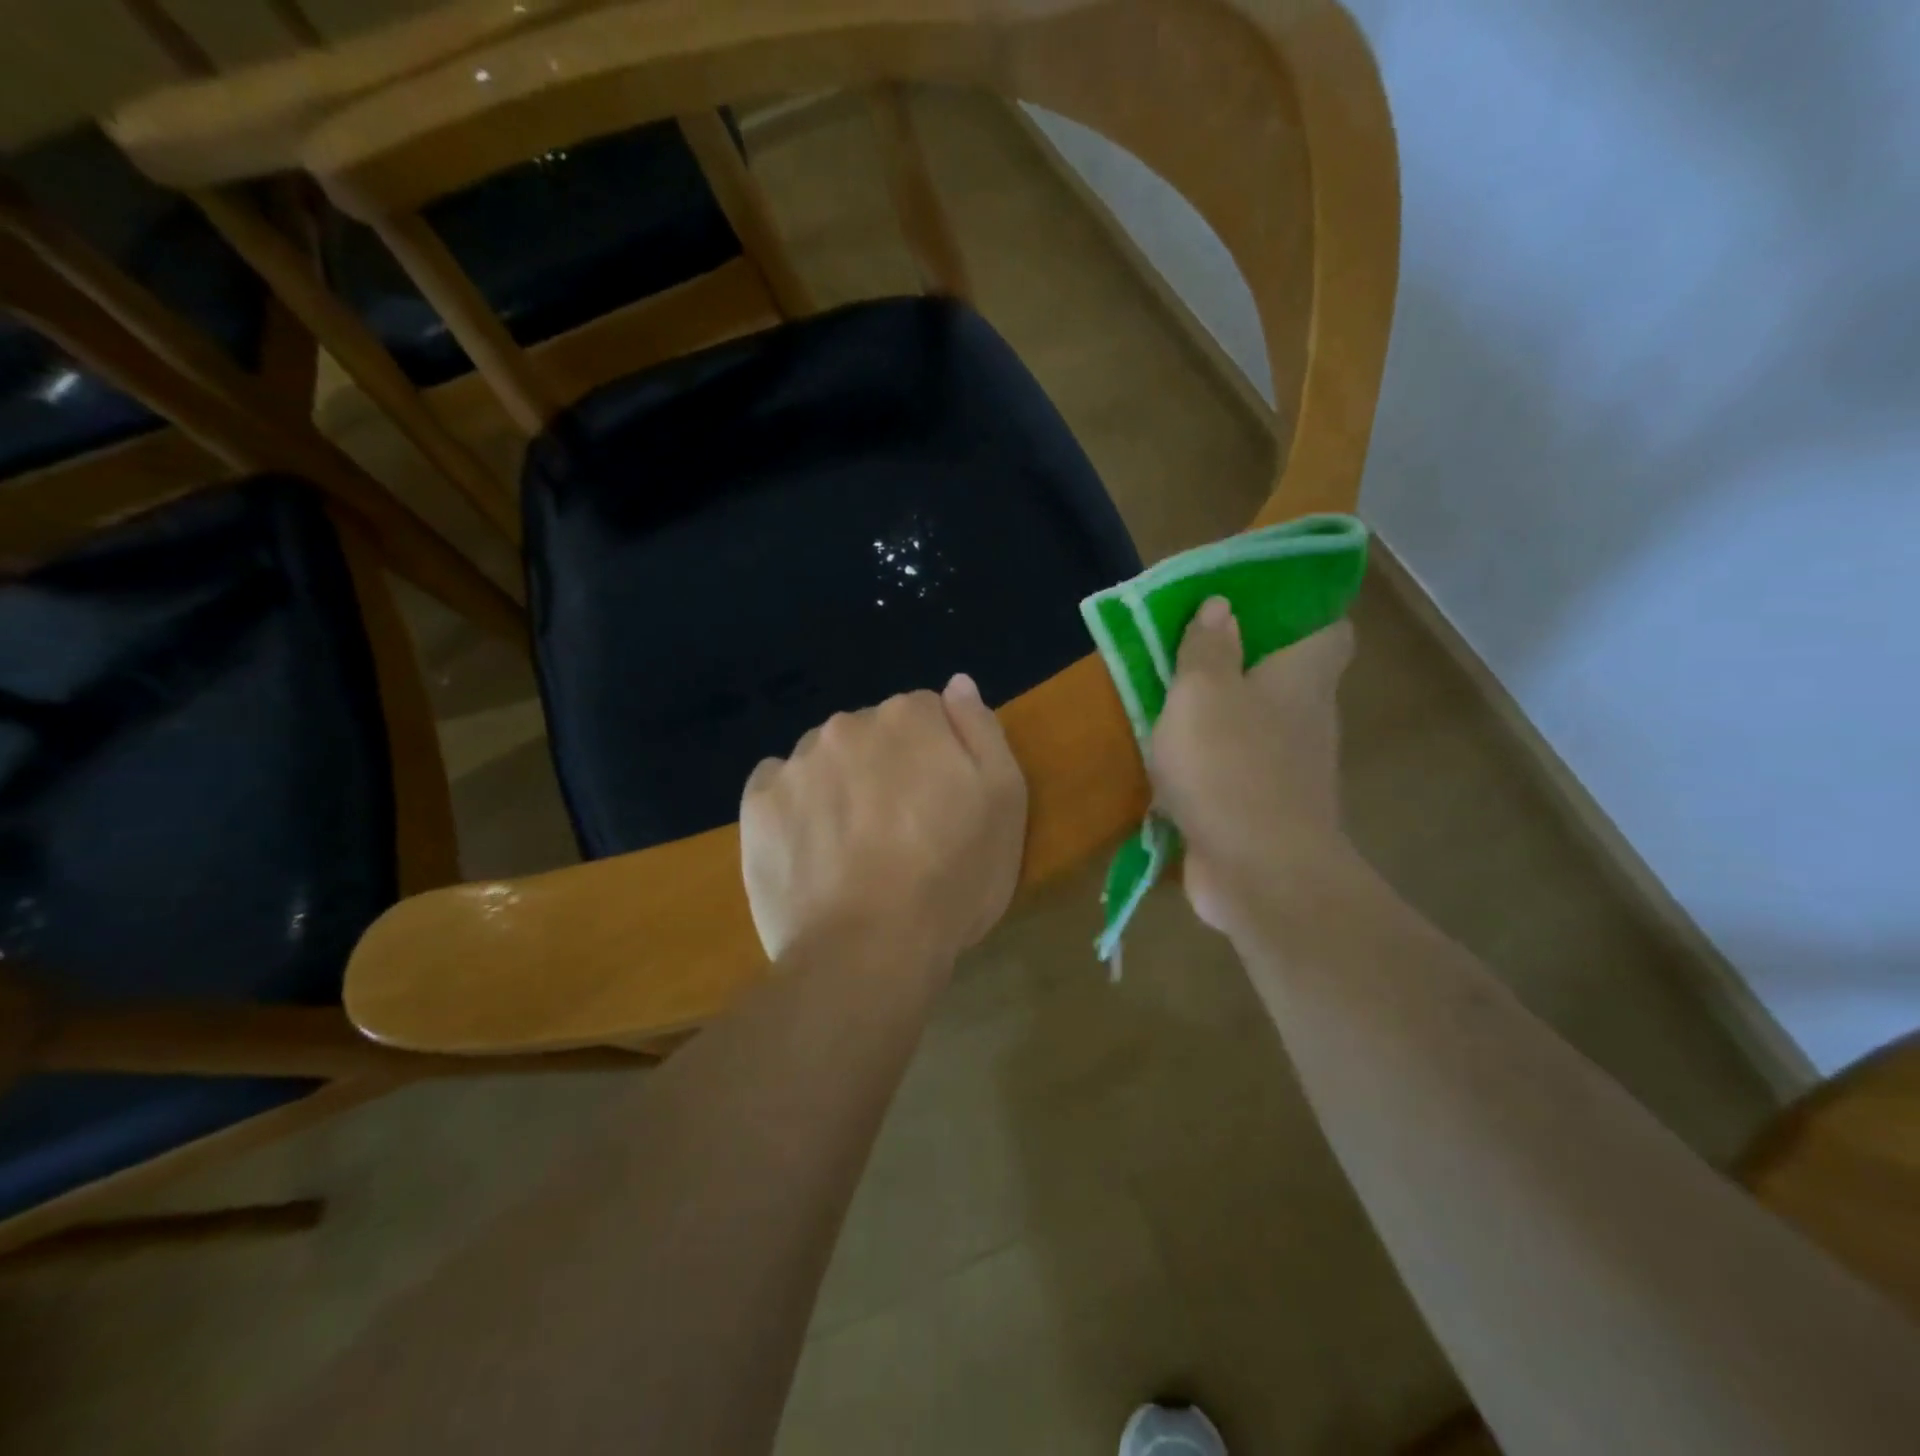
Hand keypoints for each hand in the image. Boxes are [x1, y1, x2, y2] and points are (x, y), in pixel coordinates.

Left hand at [740, 674, 1027, 965]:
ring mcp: (796, 763)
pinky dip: (794, 805)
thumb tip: (957, 684)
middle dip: (886, 765)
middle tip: (900, 829)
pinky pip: (779, 786)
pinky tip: (812, 845)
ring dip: (839, 784)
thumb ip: (981, 730)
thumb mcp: (1004, 801)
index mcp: (910, 717)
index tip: (941, 802)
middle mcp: (848, 724)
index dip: (937, 757)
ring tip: (853, 845)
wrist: (869, 950)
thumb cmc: (952, 877)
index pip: (926, 714)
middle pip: (872, 734)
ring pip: (824, 759)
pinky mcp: (757, 804)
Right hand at [1148, 598, 1354, 933]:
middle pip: (1287, 678)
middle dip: (1244, 663)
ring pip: (1258, 726)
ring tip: (1170, 703)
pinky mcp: (1266, 810)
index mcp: (1303, 677)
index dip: (1301, 613)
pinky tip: (1171, 763)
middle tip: (1191, 651)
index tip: (1254, 608)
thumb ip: (1206, 647)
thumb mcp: (1201, 693)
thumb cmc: (1229, 766)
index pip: (1330, 630)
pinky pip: (1237, 770)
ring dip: (1222, 716)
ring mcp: (1290, 769)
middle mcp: (1308, 718)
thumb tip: (1221, 605)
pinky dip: (1211, 763)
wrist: (1258, 872)